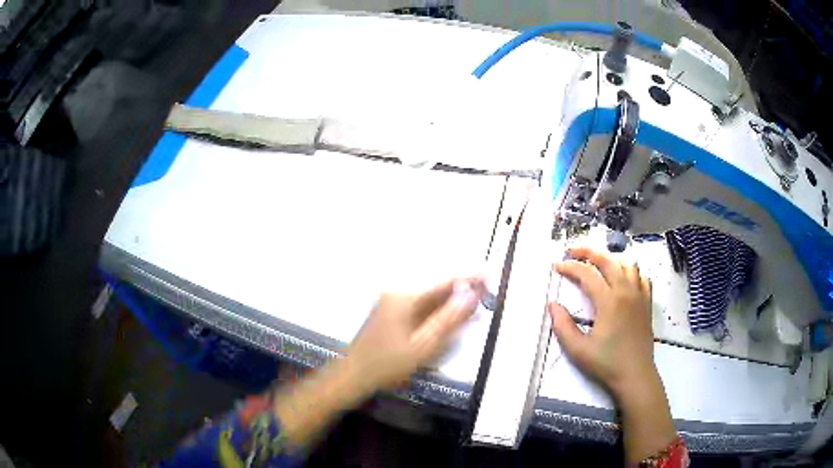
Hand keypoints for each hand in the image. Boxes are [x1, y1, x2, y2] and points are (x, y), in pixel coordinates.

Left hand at [346, 277, 483, 394]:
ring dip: (449, 305)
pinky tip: (447, 322)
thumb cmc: (388, 363)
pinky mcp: (388, 315)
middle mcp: (397, 294)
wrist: (353, 376)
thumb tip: (471, 293)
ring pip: (428, 301)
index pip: (444, 282)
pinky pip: (418, 310)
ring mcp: (390, 304)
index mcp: (405, 298)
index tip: (490, 277)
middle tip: (485, 296)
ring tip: (472, 311)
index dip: (469, 279)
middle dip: (461, 294)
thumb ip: (449, 319)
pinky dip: (435, 314)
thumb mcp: (423, 345)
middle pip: (436, 291)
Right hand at [549, 247, 675, 462]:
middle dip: (588, 252)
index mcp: (609, 301)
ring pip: (627, 265)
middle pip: (608, 260)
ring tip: (597, 264)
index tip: (556, 266)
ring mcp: (639, 295)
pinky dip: (630, 272)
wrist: (635, 375)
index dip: (570, 267)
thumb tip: (552, 304)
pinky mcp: (646, 303)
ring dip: (610, 259)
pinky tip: (623, 279)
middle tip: (572, 252)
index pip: (587, 273)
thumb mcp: (578, 349)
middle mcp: (626, 291)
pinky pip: (641, 277)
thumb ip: (562, 326)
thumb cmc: (606, 363)